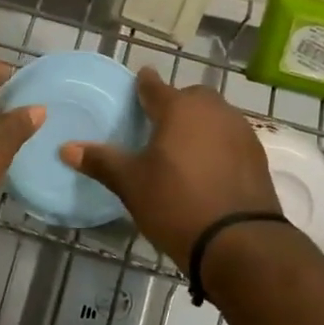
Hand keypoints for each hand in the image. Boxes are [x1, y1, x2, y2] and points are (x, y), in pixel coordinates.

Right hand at [60, 68, 279, 261]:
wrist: (239, 242)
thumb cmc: (176, 203)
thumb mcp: (132, 184)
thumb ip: (101, 161)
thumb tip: (66, 148)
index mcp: (180, 108)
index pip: (155, 86)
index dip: (143, 84)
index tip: (138, 83)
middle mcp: (214, 110)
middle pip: (191, 97)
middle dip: (175, 104)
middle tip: (158, 124)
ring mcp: (240, 131)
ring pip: (214, 116)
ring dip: (199, 124)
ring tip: (182, 148)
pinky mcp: (257, 155)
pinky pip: (230, 138)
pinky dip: (217, 145)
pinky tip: (207, 168)